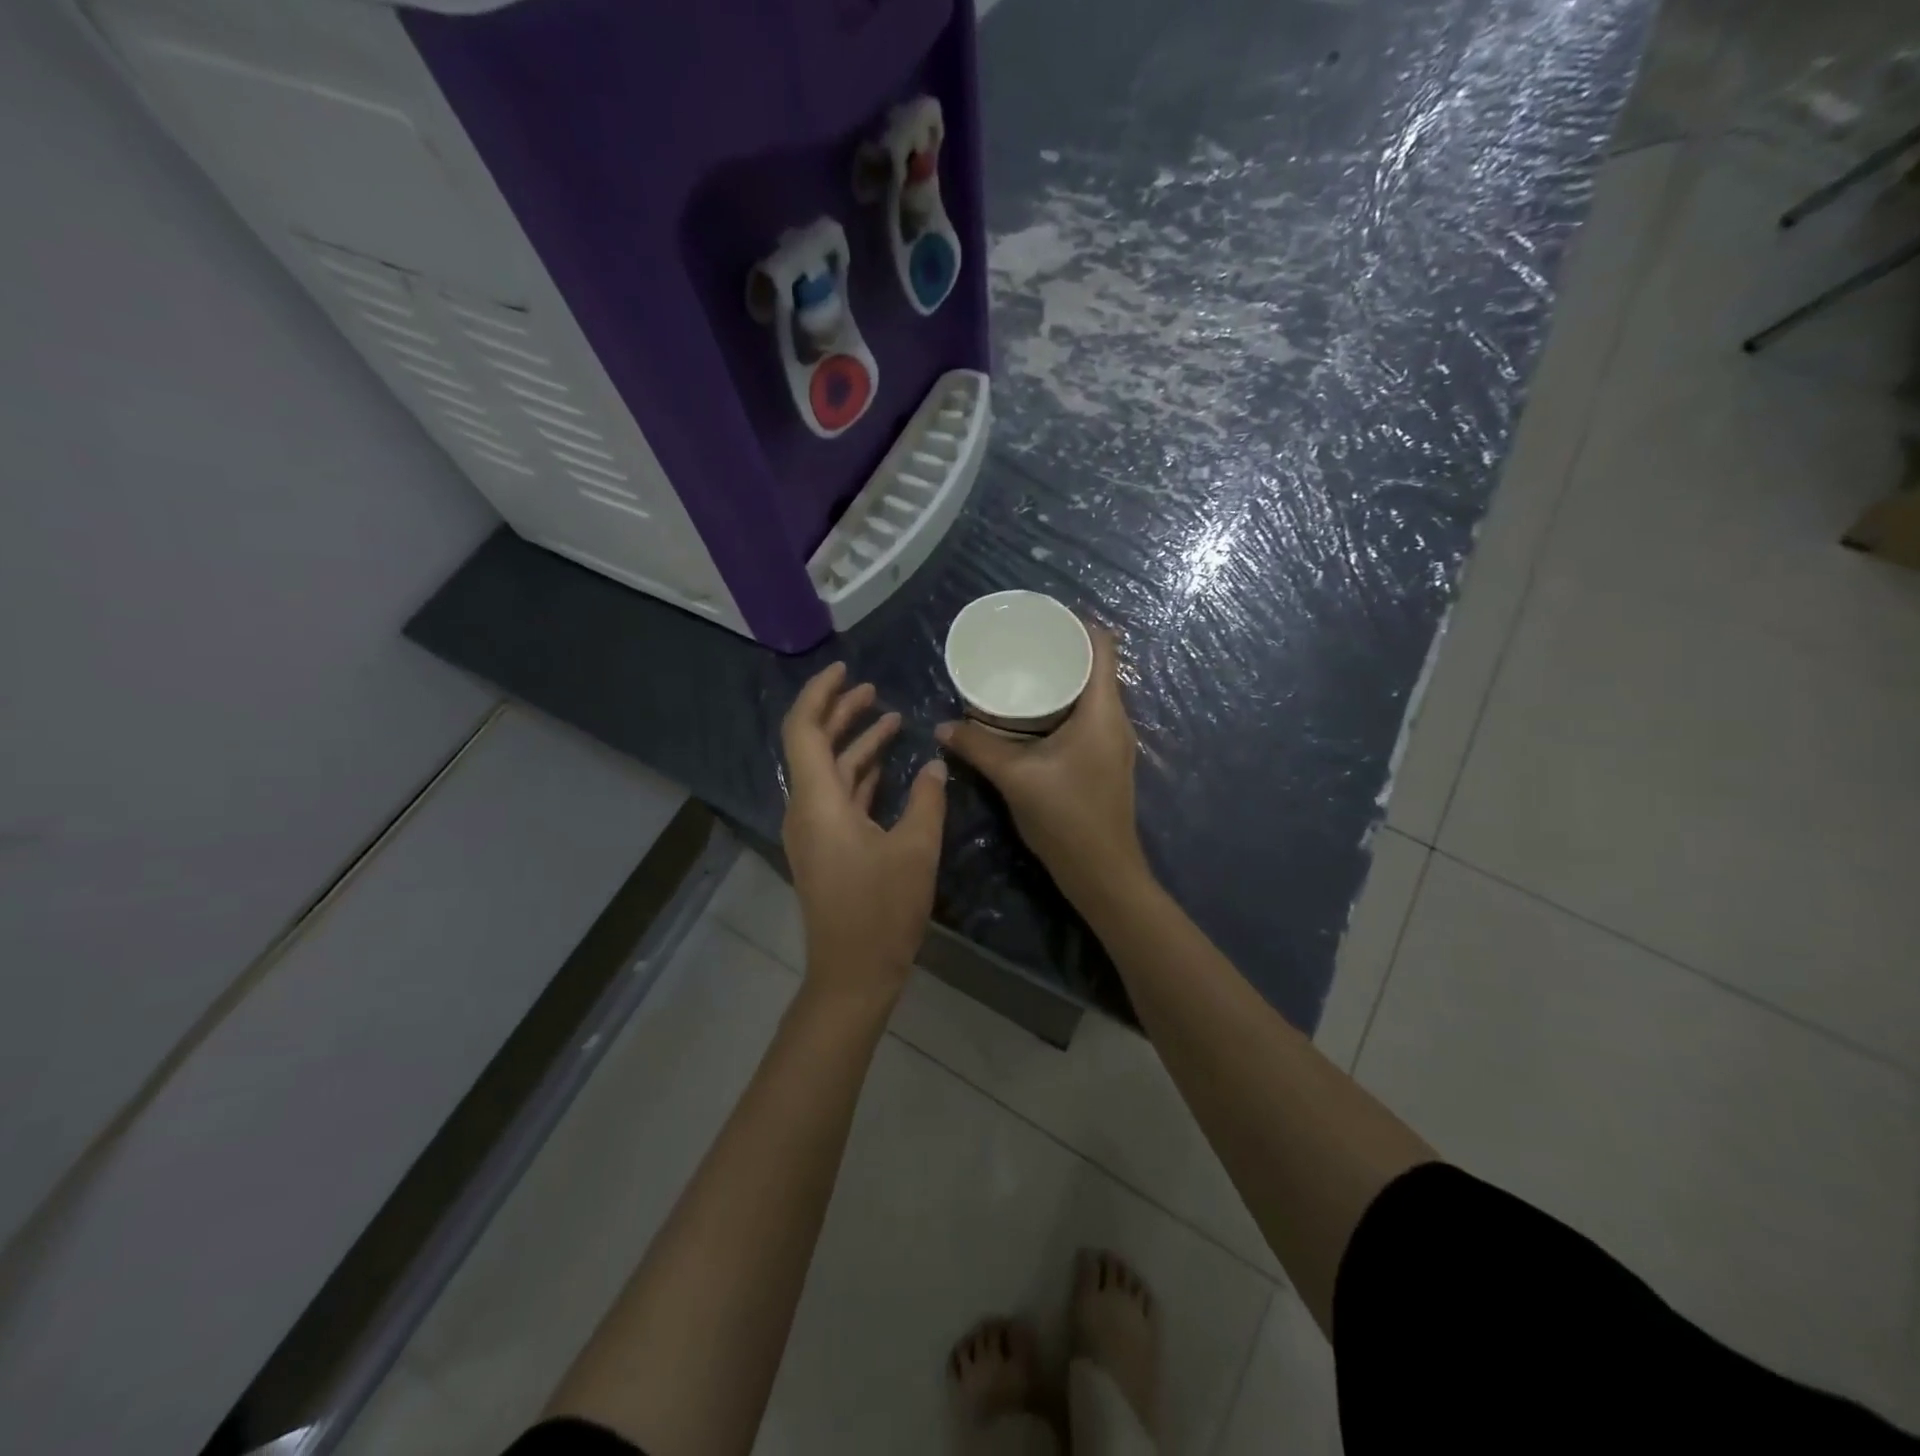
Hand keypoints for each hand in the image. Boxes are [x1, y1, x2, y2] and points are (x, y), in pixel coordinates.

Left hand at [780, 663, 947, 1007]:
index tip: (846, 671)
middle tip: (873, 690)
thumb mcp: (916, 849)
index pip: (804, 730)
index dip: (821, 694)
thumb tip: (936, 765)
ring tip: (890, 719)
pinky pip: (838, 797)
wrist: (853, 973)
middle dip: (841, 713)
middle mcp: (807, 809)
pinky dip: (859, 775)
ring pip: (829, 772)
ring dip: (855, 744)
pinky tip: (887, 767)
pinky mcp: (827, 848)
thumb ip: (927, 800)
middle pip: (815, 746)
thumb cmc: (882, 910)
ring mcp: (814, 830)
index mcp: (818, 802)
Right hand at [935, 626, 1146, 907]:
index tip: (1039, 616)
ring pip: (1090, 694)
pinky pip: (1085, 717)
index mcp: (1102, 710)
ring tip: (1021, 672)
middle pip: (1095, 666)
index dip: (1076, 623)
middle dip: (1060, 650)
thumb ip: (978, 747)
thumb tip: (943, 726)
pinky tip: (1030, 716)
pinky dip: (1061, 706)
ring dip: (1061, 680)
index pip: (1102, 646)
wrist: (1102, 873)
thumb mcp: (1016, 777)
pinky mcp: (1103, 761)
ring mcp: (1112, 742)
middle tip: (1020, 644)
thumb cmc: (1066, 817)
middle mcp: (1114, 719)